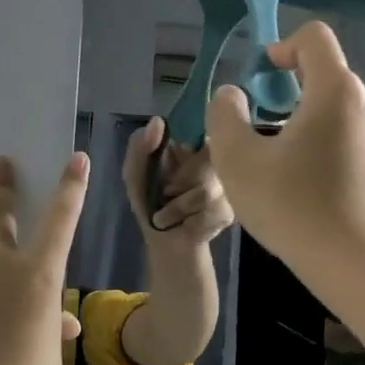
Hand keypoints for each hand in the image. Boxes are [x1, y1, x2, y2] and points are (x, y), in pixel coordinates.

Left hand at [122, 117, 233, 246]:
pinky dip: (190, 219)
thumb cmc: (150, 204)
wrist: (166, 243)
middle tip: (166, 193)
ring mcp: (227, 187)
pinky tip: (186, 223)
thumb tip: (158, 121)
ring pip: (206, 190)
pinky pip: (211, 210)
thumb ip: (140, 146)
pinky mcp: (229, 211)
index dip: (188, 149)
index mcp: (194, 148)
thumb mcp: (135, 173)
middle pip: (206, 161)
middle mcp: (217, 162)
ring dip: (179, 205)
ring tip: (169, 213)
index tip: (175, 157)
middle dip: (178, 182)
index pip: (202, 133)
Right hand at [204, 22, 364, 271]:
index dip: (283, 46)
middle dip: (290, 93)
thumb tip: (231, 96)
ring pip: (339, 115)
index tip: (261, 75)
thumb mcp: (238, 160)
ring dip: (307, 126)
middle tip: (260, 130)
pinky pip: (351, 145)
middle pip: (327, 78)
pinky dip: (326, 152)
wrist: (356, 263)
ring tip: (280, 167)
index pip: (315, 39)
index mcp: (336, 91)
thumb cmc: (292, 205)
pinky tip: (306, 193)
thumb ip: (225, 117)